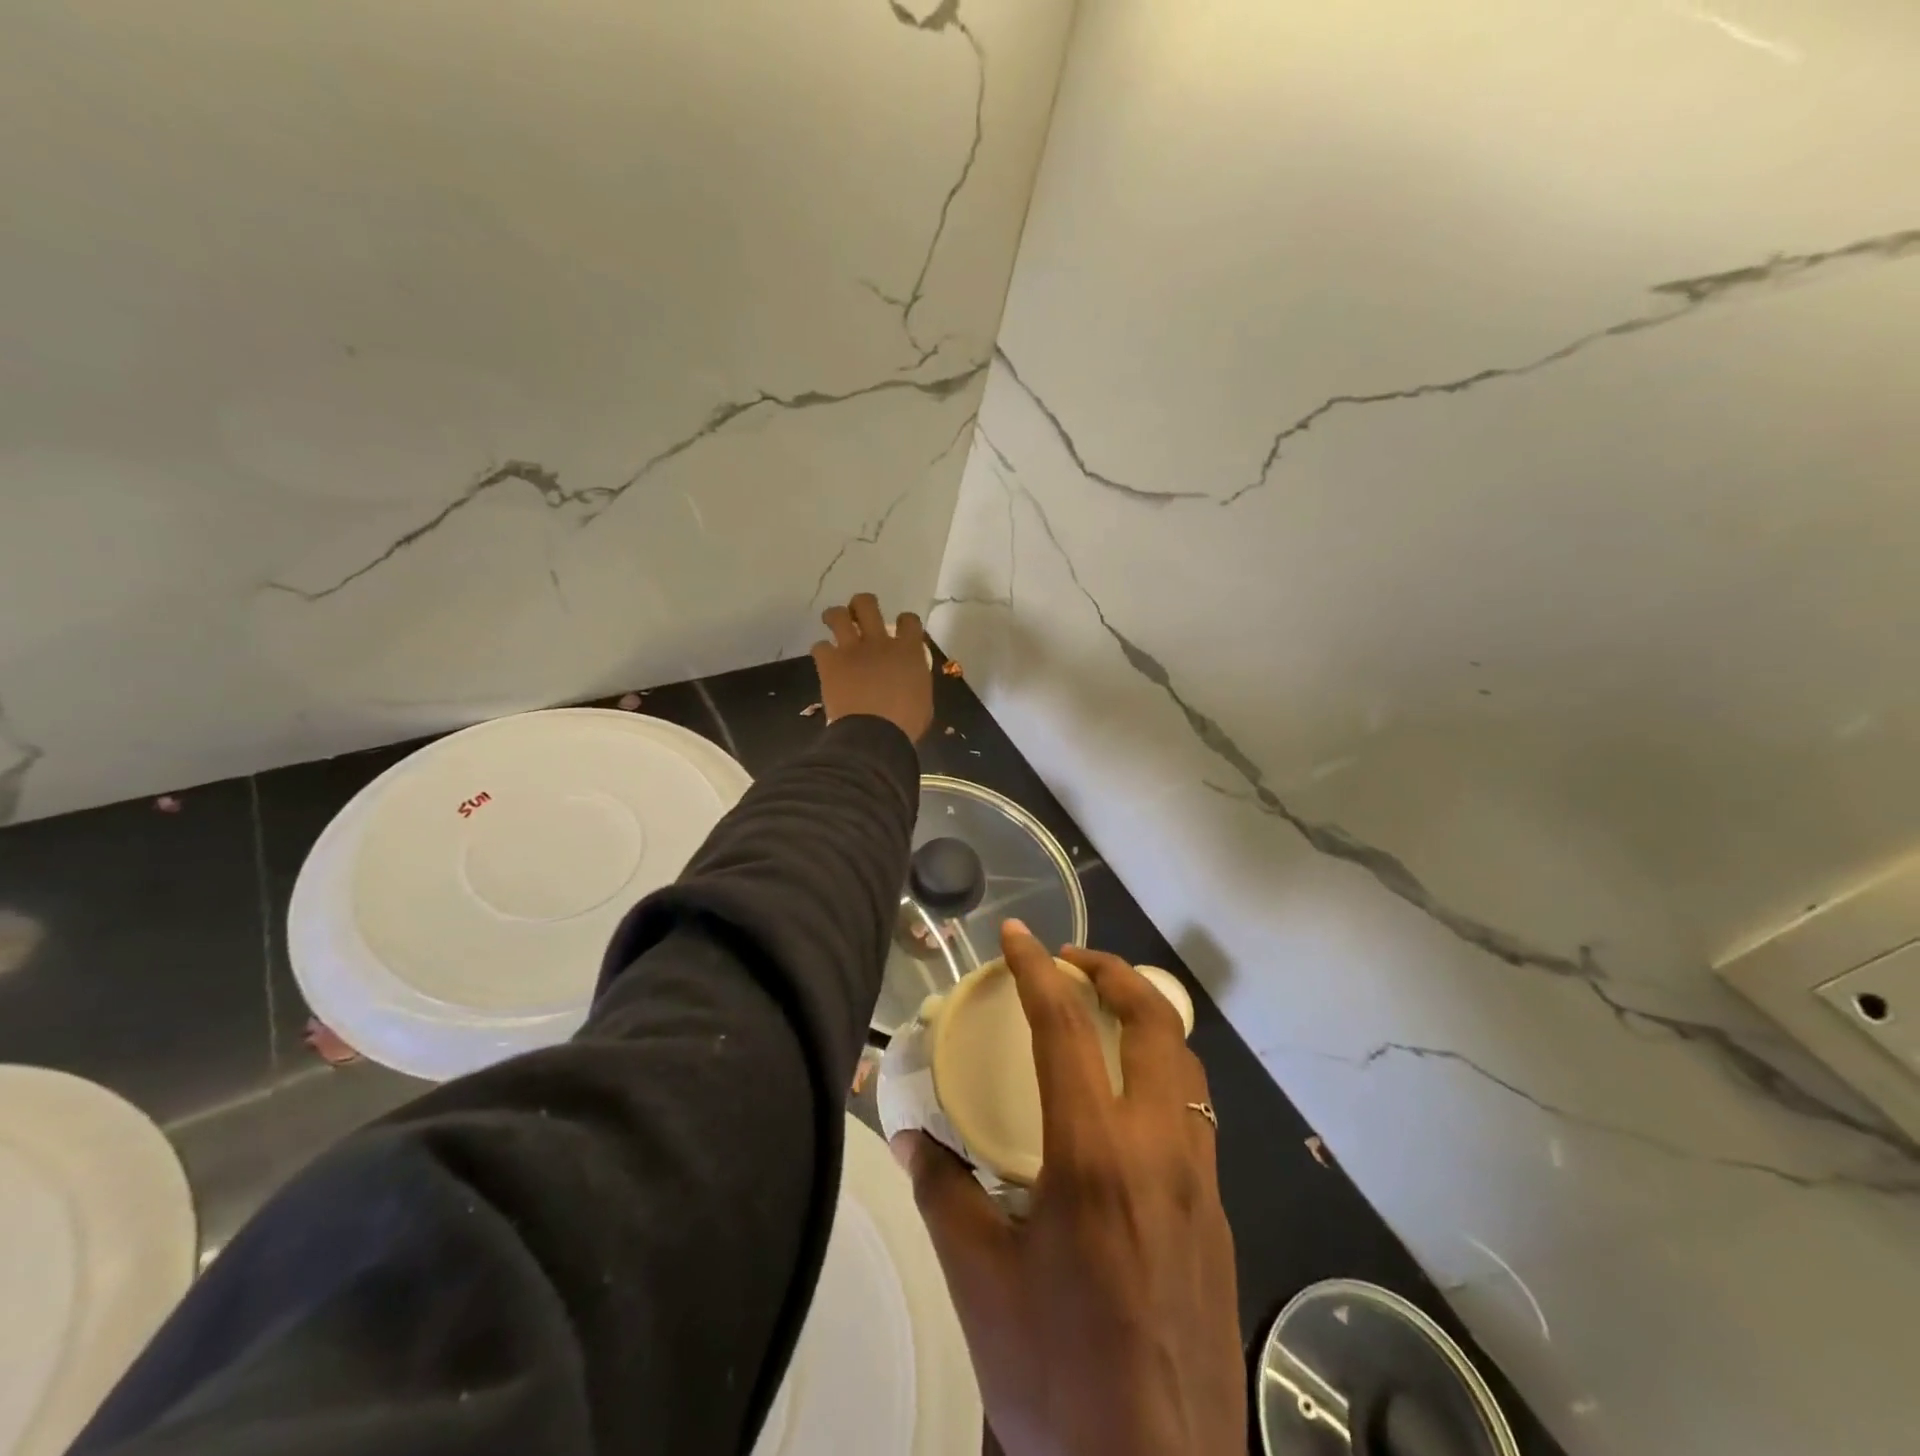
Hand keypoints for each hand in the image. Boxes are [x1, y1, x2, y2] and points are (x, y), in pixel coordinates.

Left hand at [811, 592, 933, 741]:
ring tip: (834, 624)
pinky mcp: (829, 663)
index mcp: (908, 651)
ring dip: (836, 617)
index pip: (909, 620)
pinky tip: (825, 661)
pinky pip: (819, 646)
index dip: (904, 621)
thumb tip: (910, 678)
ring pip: (838, 615)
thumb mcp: (923, 699)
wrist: (874, 736)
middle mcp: (879, 642)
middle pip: (867, 605)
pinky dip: (822, 652)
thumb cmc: (906, 725)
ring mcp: (852, 650)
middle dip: (862, 606)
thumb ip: (916, 680)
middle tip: (860, 616)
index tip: (900, 629)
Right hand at [892, 922, 1244, 1455]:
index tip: (1015, 935)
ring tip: (1102, 1023)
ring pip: (1186, 1065)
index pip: (1064, 1025)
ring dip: (1146, 1022)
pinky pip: (1195, 1118)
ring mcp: (1201, 1183)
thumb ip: (944, 1192)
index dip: (1035, 968)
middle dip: (1114, 972)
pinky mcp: (1219, 1219)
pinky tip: (1124, 1116)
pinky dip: (1161, 1081)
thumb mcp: (980, 1281)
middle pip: (1156, 1020)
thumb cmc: (1055, 1378)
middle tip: (1072, 963)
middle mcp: (1160, 1148)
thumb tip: (912, 1137)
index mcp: (1094, 1153)